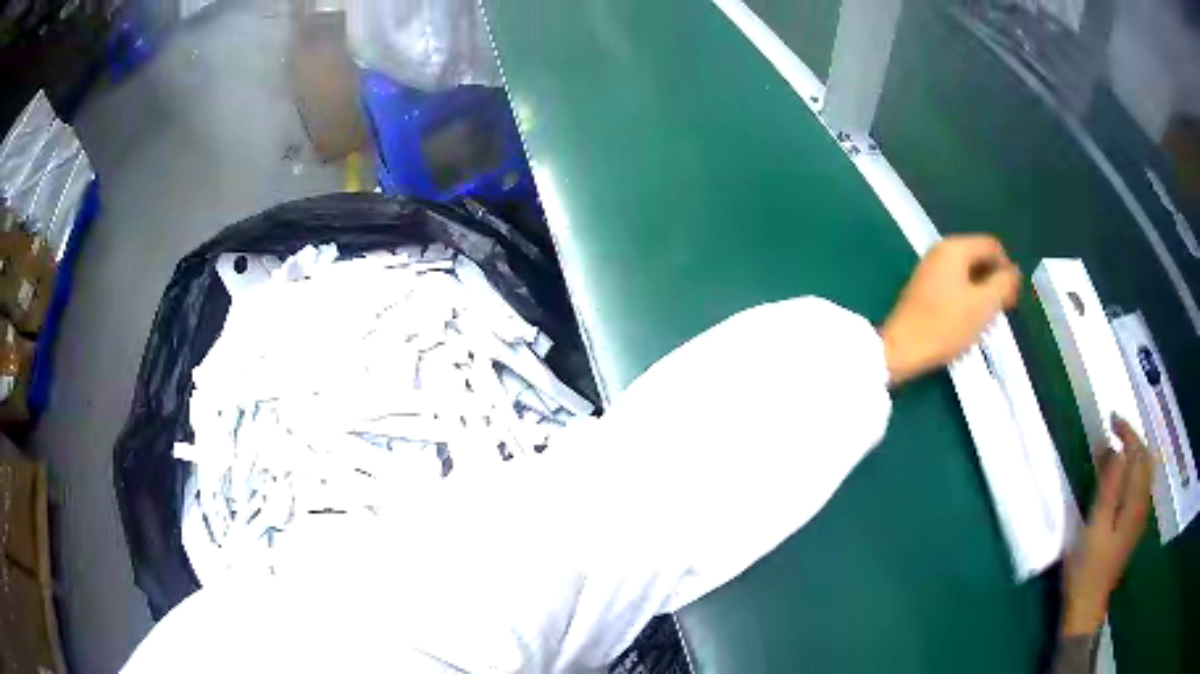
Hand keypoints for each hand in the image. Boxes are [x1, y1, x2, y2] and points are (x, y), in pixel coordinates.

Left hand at [879, 235, 1020, 385]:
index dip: (1007, 270)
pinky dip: (967, 299)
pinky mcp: (925, 288)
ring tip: (985, 320)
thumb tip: (1014, 271)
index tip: (1010, 299)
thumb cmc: (945, 325)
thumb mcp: (983, 305)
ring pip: (968, 274)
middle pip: (979, 258)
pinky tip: (969, 321)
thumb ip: (1003, 284)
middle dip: (994, 282)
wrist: (901, 349)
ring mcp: (930, 269)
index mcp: (955, 248)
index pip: (993, 247)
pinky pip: (955, 285)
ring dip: (982, 293)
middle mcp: (941, 251)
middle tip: (1000, 311)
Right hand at [1062, 416, 1153, 636]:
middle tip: (1113, 431)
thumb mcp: (1095, 525)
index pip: (1139, 453)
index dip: (1128, 432)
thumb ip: (1109, 486)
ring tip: (1116, 449)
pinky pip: (1140, 487)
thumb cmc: (1088, 567)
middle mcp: (1143, 504)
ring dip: (1134, 455)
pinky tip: (1121, 478)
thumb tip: (1115, 449)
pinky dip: (1133, 472)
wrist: (1087, 606)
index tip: (1111, 419)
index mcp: (1135, 501)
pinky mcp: (1133, 527)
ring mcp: (1139, 517)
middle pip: (1146, 460)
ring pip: (1144, 473)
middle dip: (1133, 439)